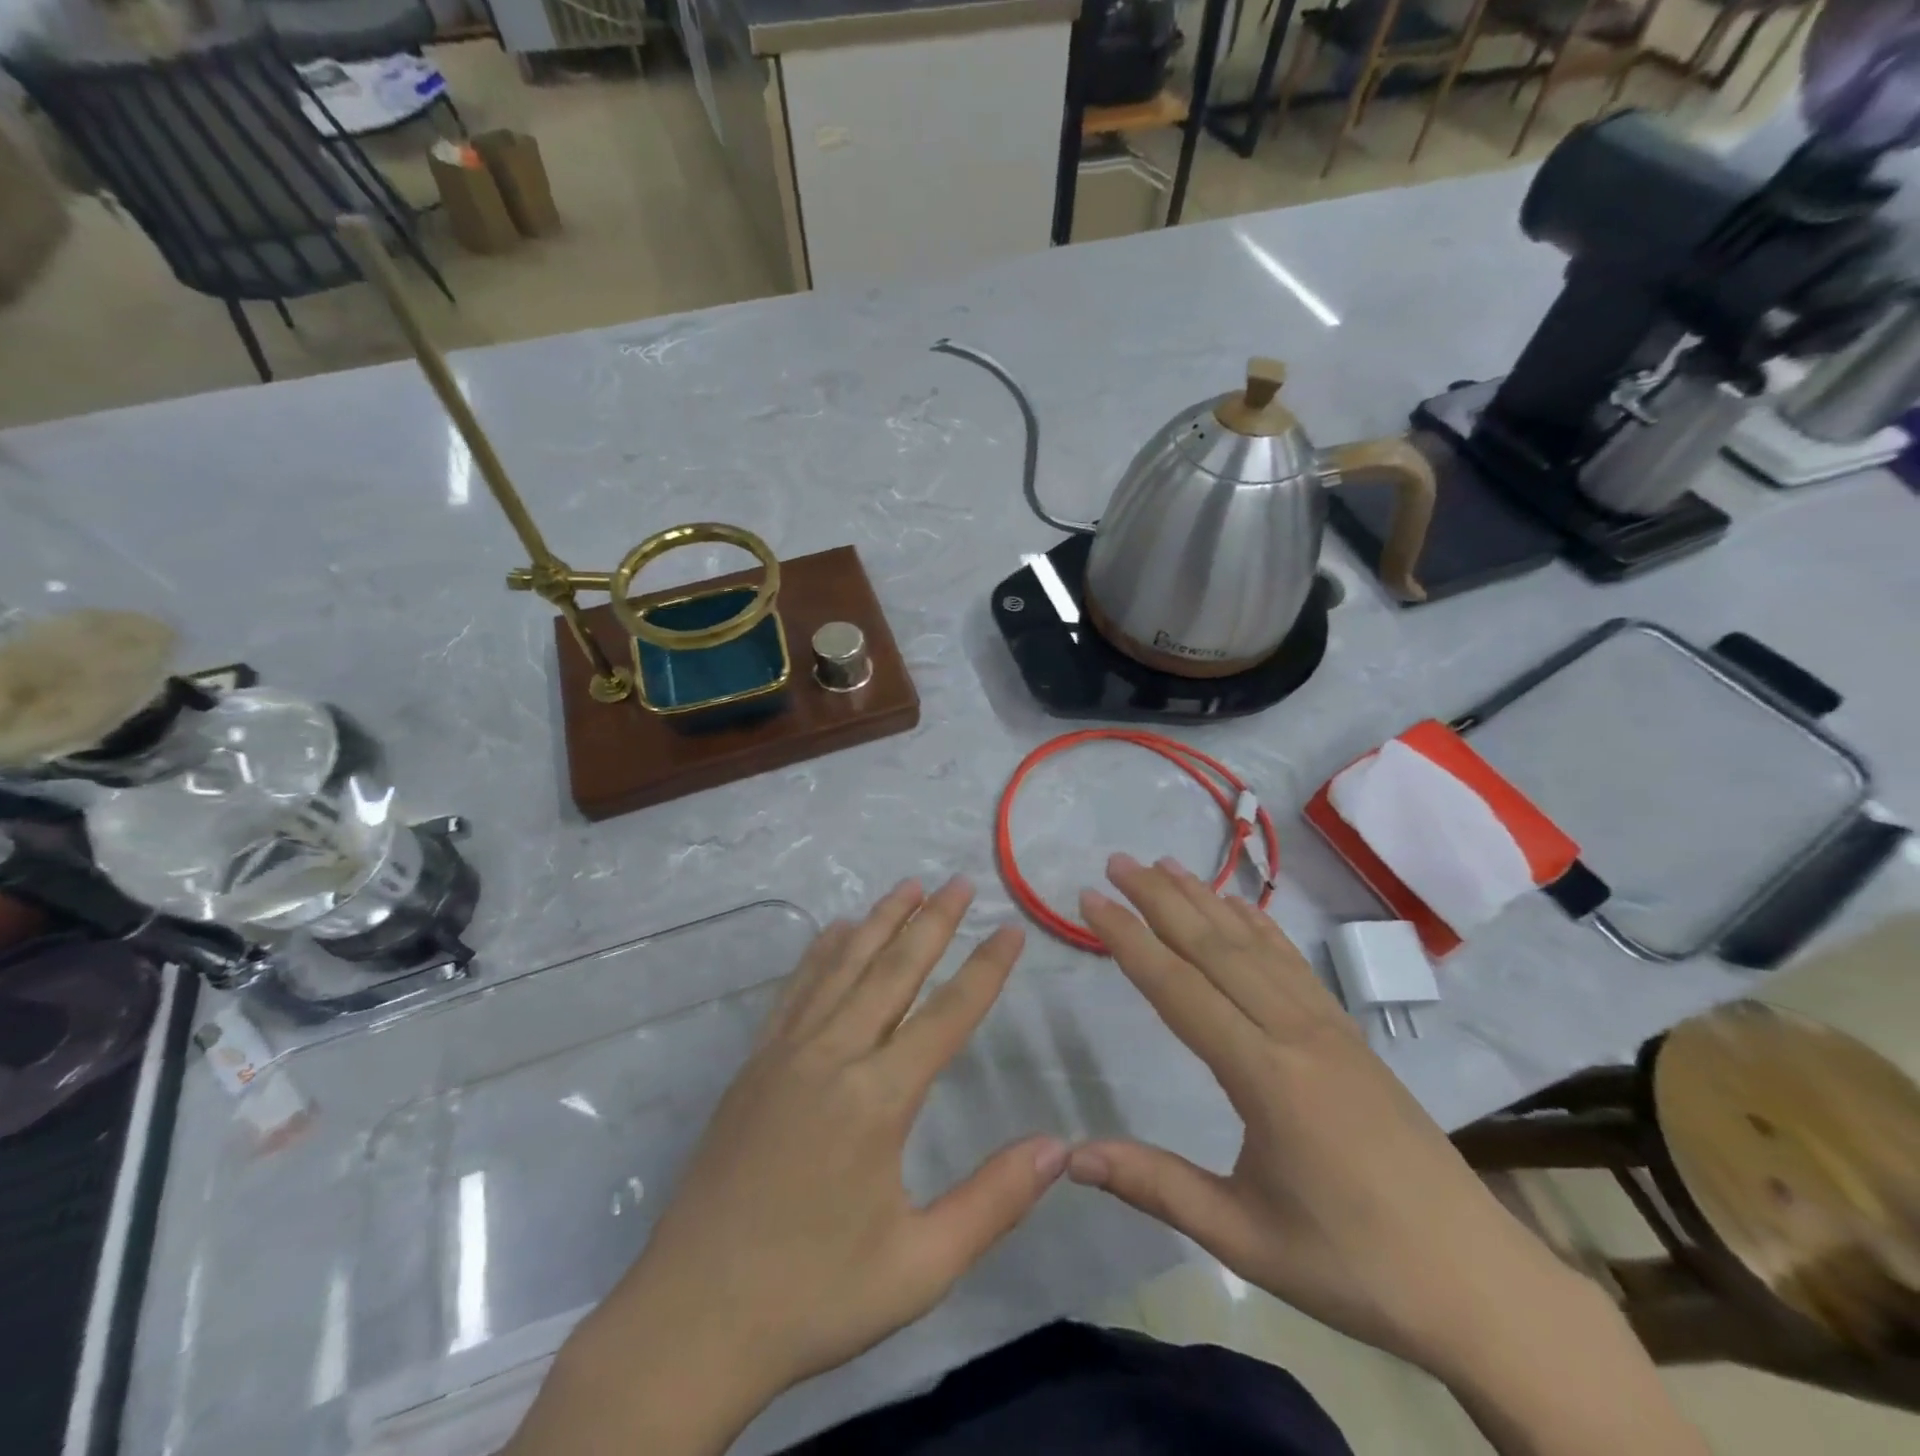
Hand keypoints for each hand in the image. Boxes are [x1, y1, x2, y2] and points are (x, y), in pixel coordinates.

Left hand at [510, 877, 1065, 1455]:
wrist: (691, 1319)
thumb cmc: (814, 1295)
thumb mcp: (919, 1266)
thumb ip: (993, 1202)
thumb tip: (1059, 1147)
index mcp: (878, 1099)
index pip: (947, 1015)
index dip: (985, 968)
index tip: (1010, 927)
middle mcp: (833, 1056)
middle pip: (893, 971)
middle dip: (932, 922)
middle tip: (960, 881)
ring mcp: (785, 1053)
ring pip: (842, 967)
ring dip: (879, 922)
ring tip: (908, 885)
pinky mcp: (754, 1064)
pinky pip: (795, 990)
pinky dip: (821, 952)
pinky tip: (835, 931)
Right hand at [1072, 854, 1587, 1380]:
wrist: (1478, 1282)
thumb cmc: (1352, 1265)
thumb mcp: (1244, 1237)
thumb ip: (1156, 1186)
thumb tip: (1071, 1156)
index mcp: (1265, 1076)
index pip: (1179, 989)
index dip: (1129, 940)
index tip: (1091, 899)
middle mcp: (1294, 1032)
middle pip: (1215, 948)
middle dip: (1160, 899)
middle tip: (1116, 862)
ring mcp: (1327, 1027)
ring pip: (1254, 945)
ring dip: (1206, 899)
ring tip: (1164, 865)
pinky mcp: (1348, 1034)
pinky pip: (1293, 962)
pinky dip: (1259, 925)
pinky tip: (1240, 906)